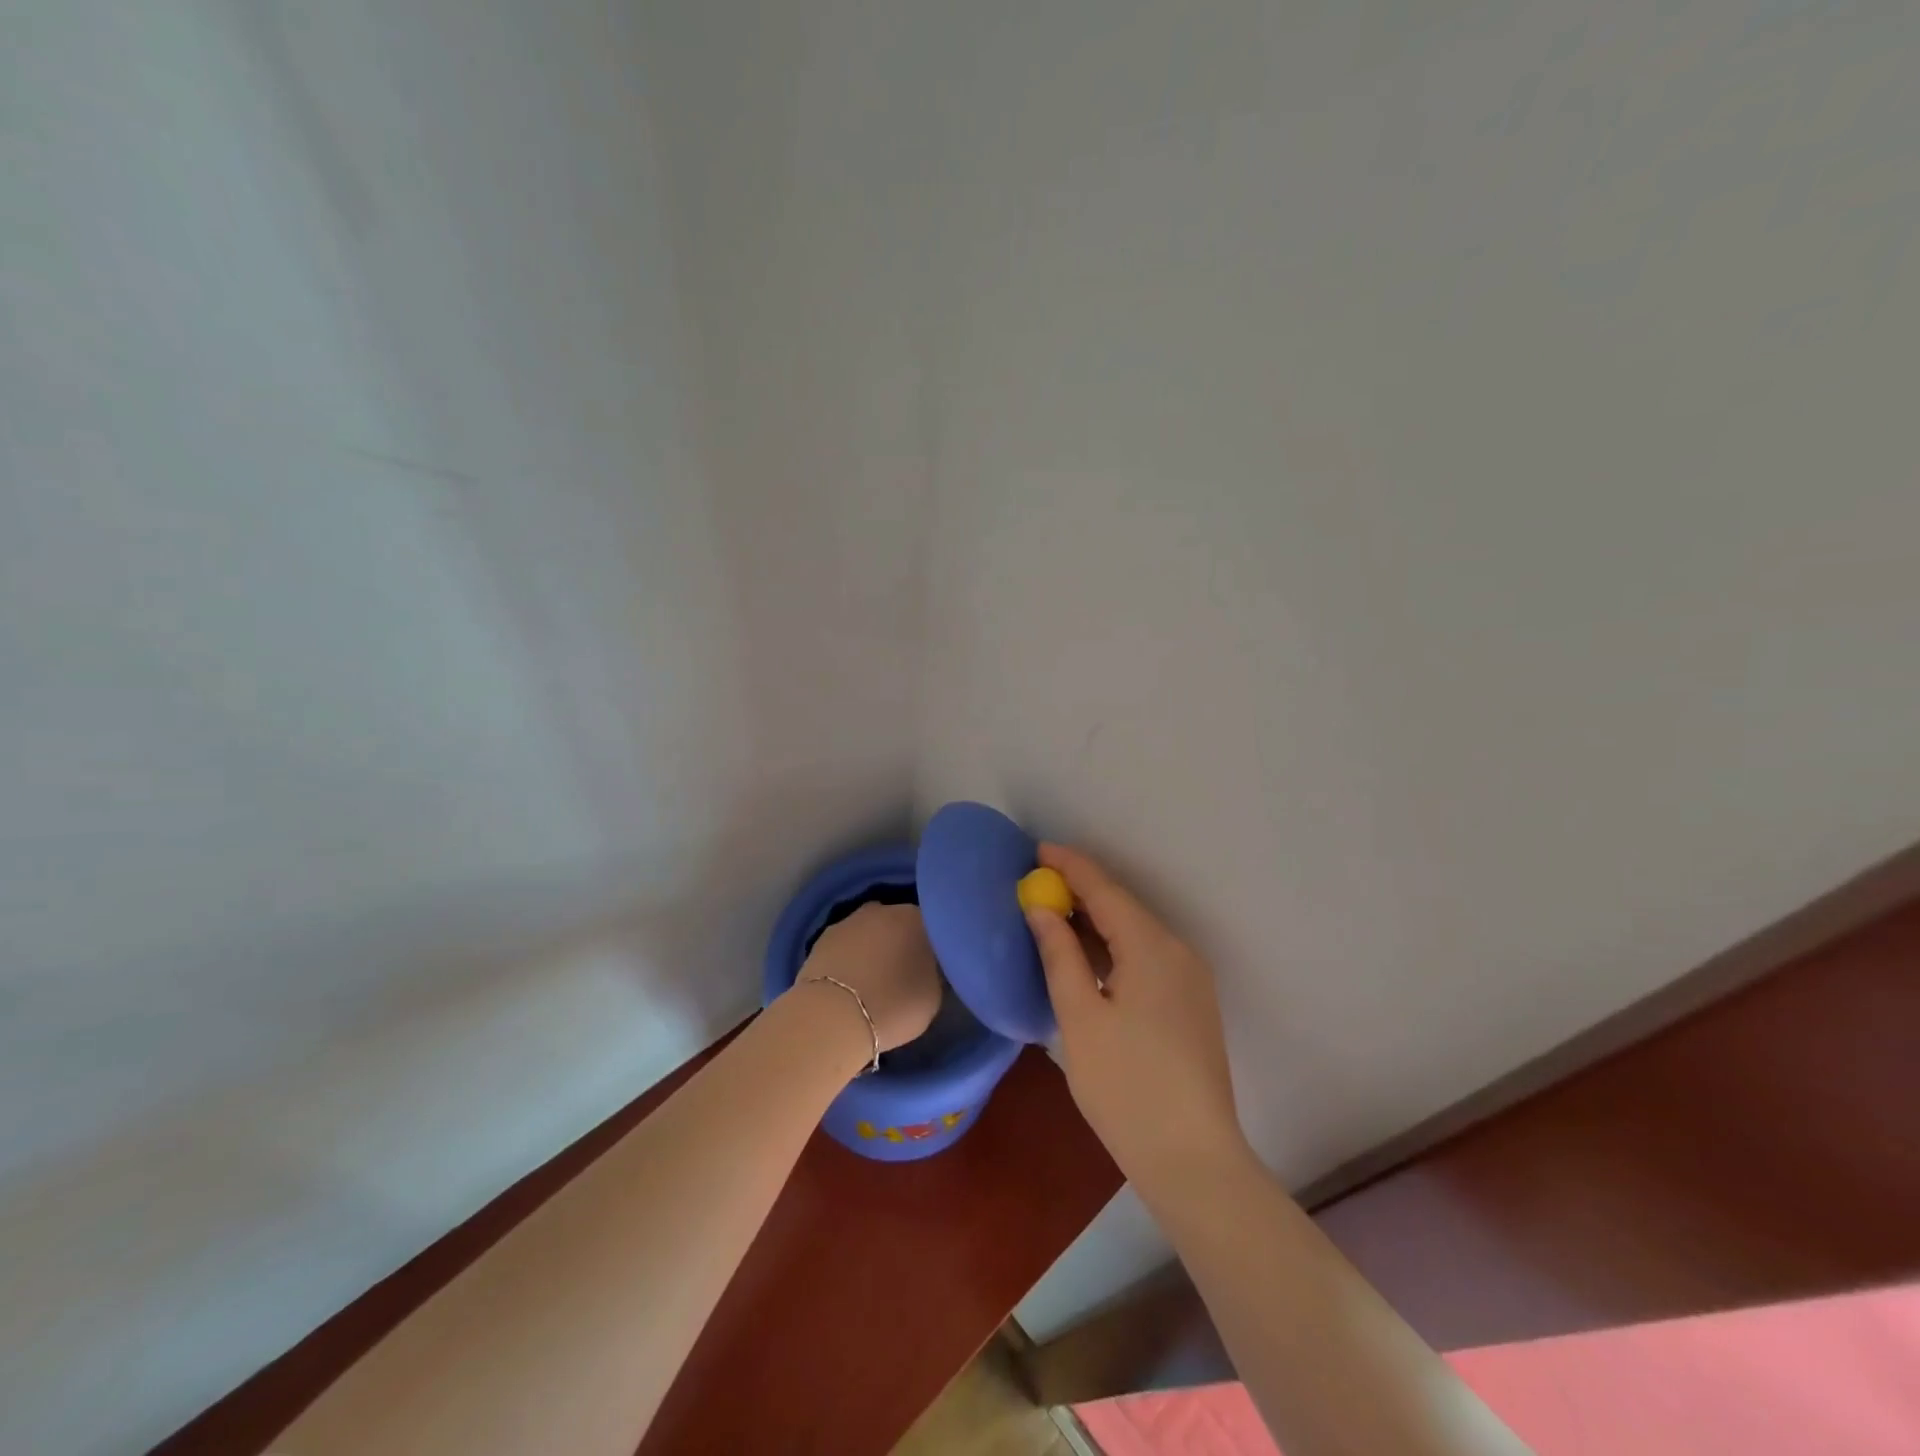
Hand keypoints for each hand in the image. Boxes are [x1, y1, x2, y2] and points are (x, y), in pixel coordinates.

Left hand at [797, 903, 942, 1053]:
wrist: (833, 1017)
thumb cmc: (893, 1006)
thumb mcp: (933, 995)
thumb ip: (933, 971)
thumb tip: (926, 967)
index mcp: (915, 918)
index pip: (931, 926)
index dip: (932, 946)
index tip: (931, 966)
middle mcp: (883, 910)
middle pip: (897, 923)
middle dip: (900, 941)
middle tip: (903, 971)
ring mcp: (849, 921)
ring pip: (868, 931)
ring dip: (872, 947)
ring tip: (873, 978)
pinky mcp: (822, 938)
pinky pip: (845, 945)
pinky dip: (848, 957)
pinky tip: (849, 981)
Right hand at [1026, 843, 1248, 1189]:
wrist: (1193, 1159)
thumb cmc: (1126, 1087)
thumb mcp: (1080, 1018)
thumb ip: (1059, 955)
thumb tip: (1041, 909)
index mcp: (1152, 948)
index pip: (1105, 890)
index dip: (1070, 866)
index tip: (1036, 851)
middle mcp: (1178, 952)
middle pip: (1123, 908)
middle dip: (1080, 892)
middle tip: (1037, 884)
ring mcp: (1190, 980)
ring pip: (1135, 934)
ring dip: (1095, 922)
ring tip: (1053, 915)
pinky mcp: (1191, 1005)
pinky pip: (1146, 958)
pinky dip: (1113, 948)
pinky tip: (1087, 958)